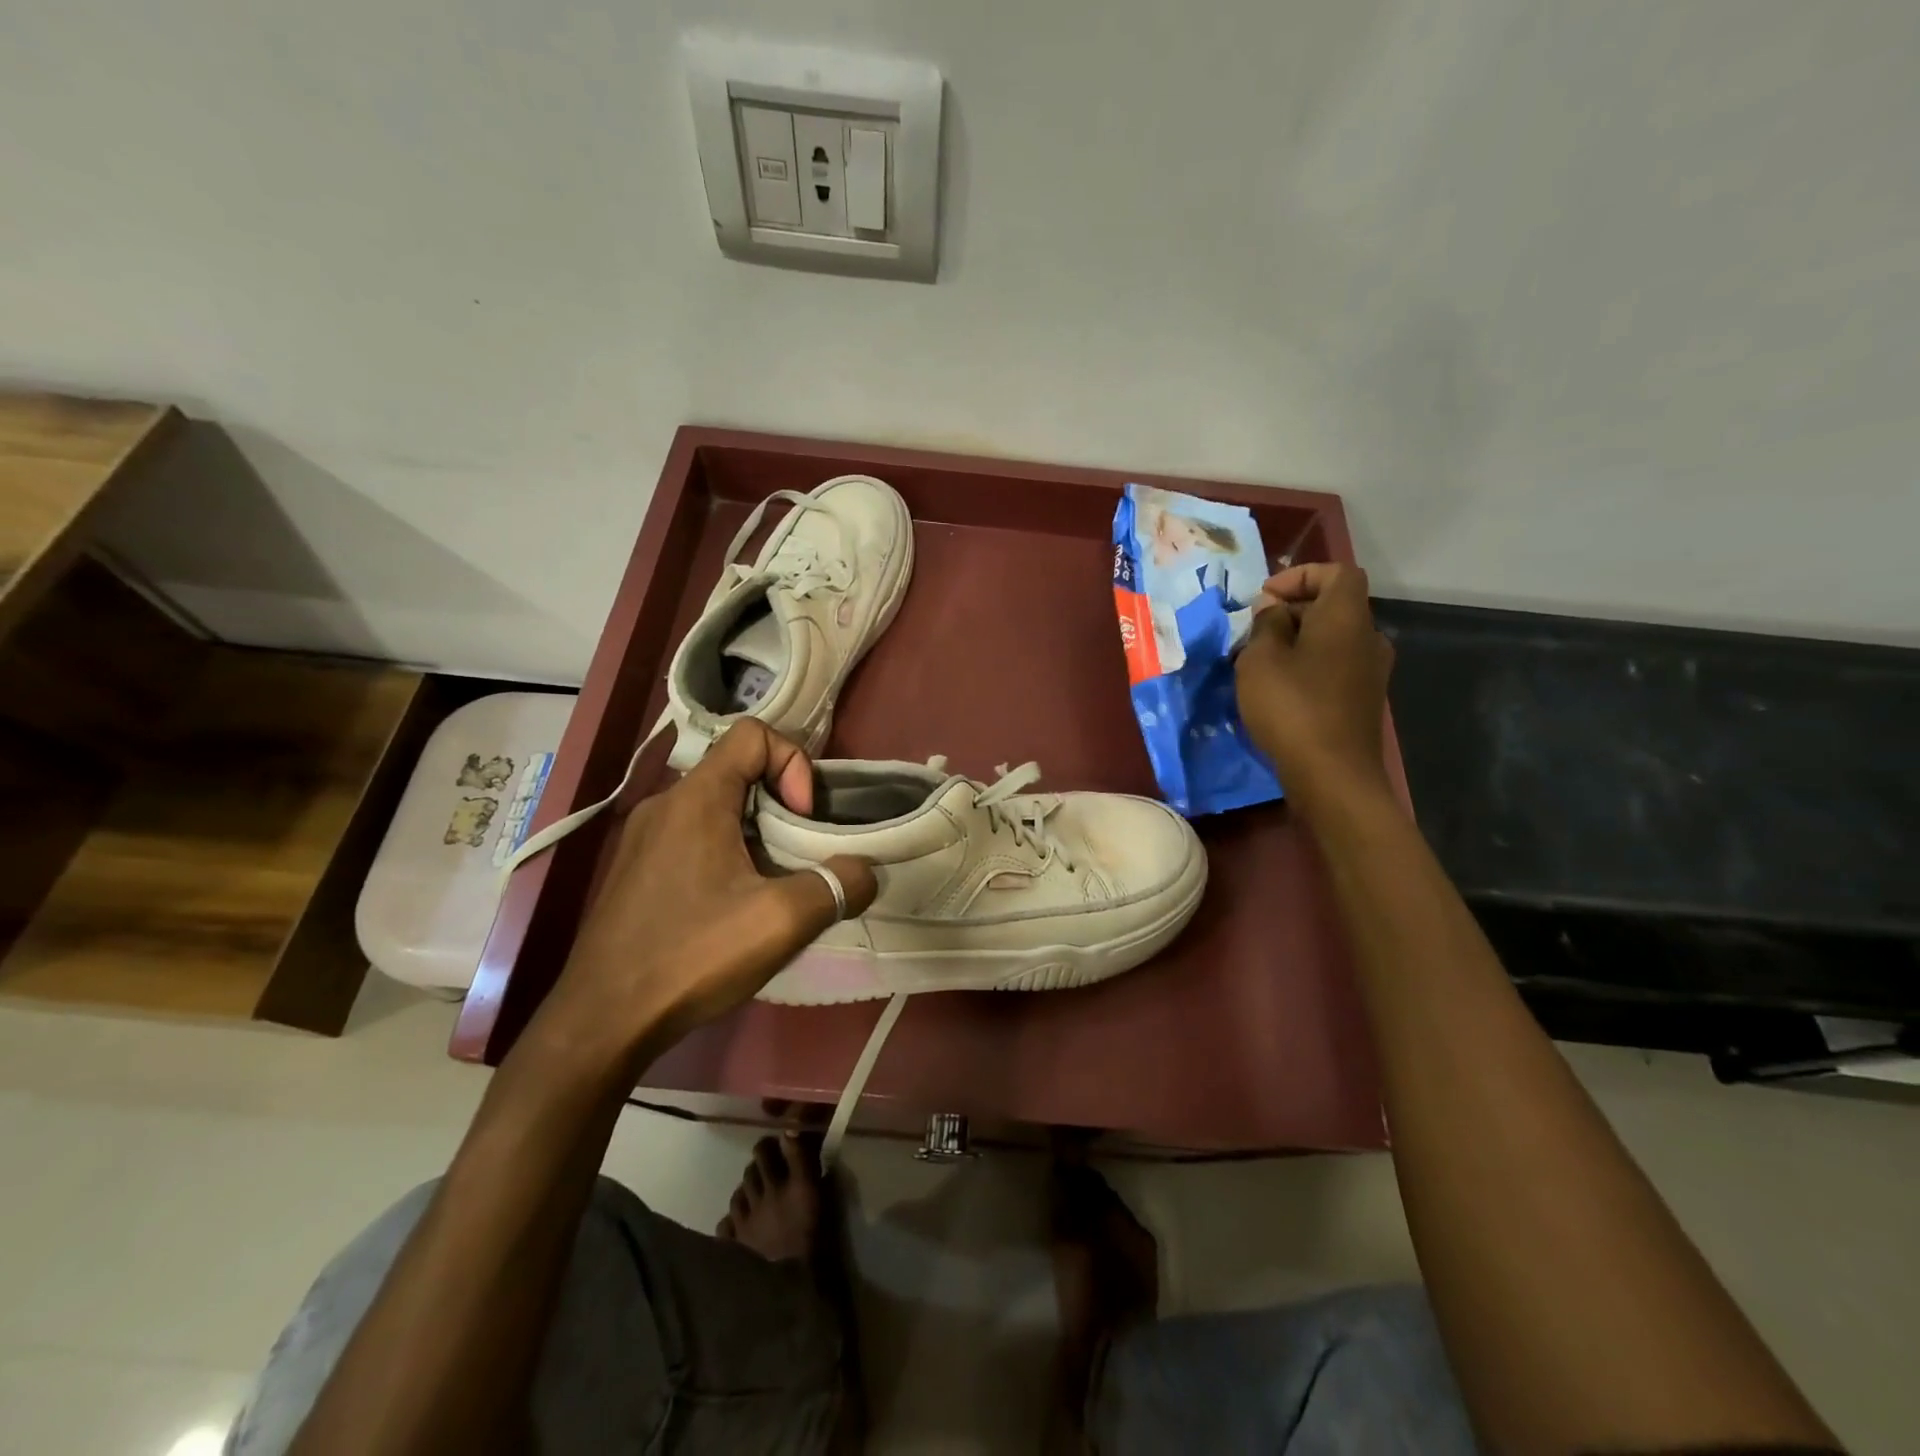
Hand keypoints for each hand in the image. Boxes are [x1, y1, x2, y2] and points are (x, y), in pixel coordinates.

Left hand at [543, 721, 876, 1056]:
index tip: (802, 819)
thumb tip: (865, 872)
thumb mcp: (781, 920)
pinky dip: (727, 854)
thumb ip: (838, 886)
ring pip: (716, 808)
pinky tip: (733, 908)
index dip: (793, 763)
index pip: (753, 735)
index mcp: (696, 798)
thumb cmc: (692, 955)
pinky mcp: (636, 871)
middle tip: (798, 855)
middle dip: (781, 804)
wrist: (601, 1021)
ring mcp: (644, 839)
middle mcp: (664, 805)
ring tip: (771, 885)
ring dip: (755, 833)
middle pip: (737, 771)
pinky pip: (693, 838)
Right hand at [1235, 562, 1394, 809]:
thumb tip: (1272, 610)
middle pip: (1332, 607)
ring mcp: (1370, 672)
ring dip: (1295, 643)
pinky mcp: (1362, 701)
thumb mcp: (1260, 659)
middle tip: (1251, 634)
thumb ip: (1265, 624)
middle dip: (1290, 612)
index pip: (1337, 573)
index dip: (1300, 576)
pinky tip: (1277, 692)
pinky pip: (1332, 667)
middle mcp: (1368, 638)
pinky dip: (1306, 667)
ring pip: (1330, 640)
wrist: (1332, 775)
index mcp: (1347, 617)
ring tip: (1257, 664)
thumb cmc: (1292, 707)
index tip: (1264, 599)